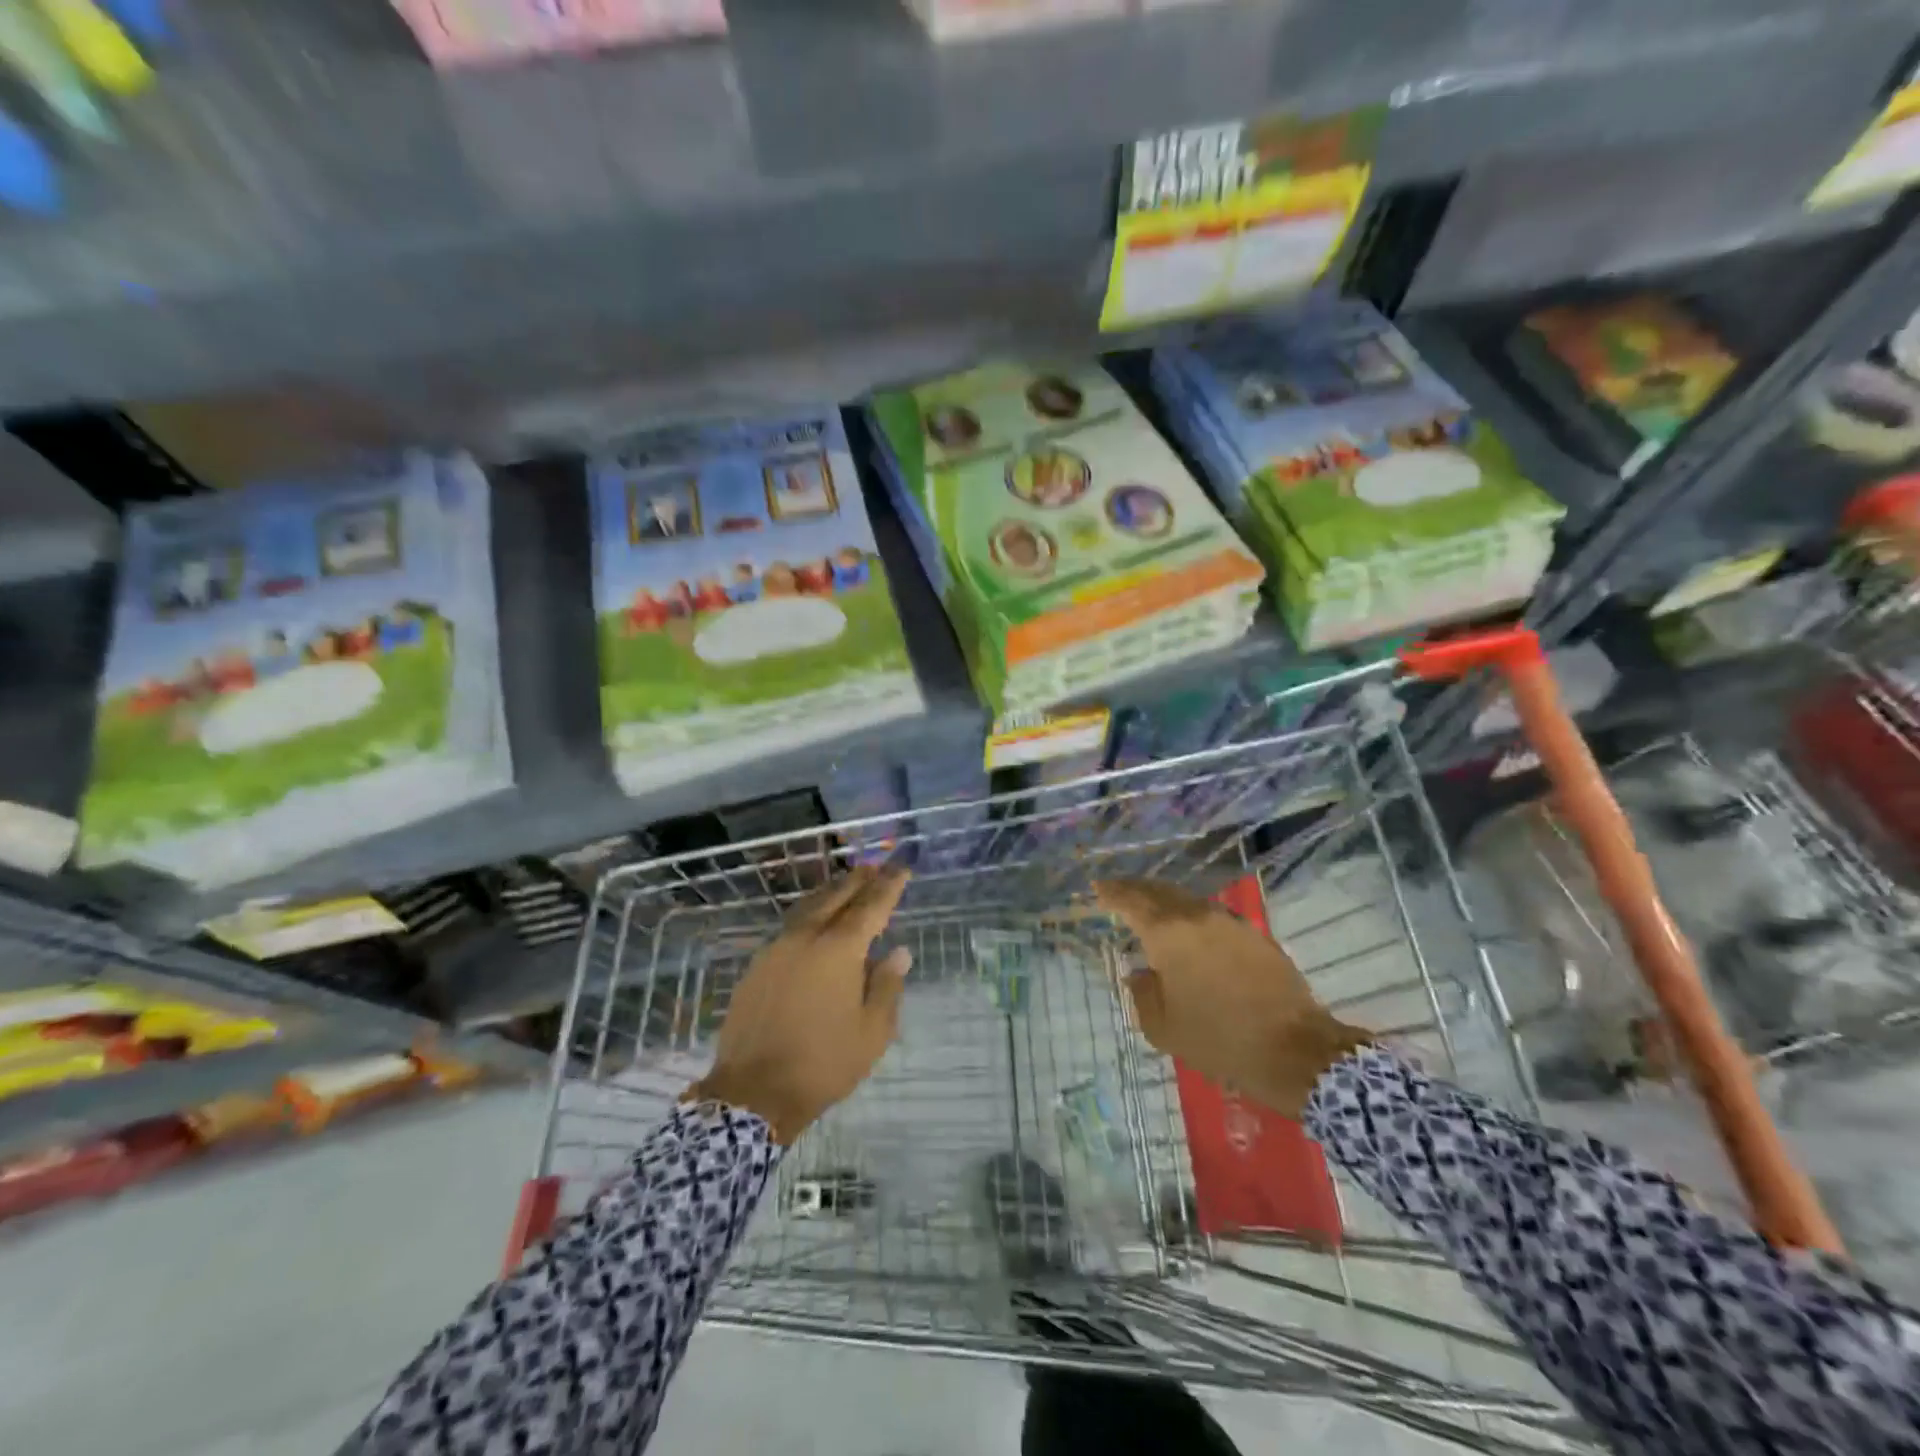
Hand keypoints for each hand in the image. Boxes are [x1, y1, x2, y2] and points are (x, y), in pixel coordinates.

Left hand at [688, 866, 911, 1143]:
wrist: (753, 1092)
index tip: (903, 868)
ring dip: (831, 892)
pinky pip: (790, 927)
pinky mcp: (757, 966)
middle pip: (836, 896)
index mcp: (839, 949)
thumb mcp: (872, 1031)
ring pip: (809, 907)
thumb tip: (897, 953)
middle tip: (877, 867)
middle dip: (859, 880)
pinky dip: (810, 915)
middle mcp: (806, 937)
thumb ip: (887, 986)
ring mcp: (776, 949)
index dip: (889, 885)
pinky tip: (814, 922)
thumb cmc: (823, 1063)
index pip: (871, 905)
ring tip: (847, 884)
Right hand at [1094, 878, 1369, 1118]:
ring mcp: (1231, 923)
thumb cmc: (1220, 1039)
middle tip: (1119, 892)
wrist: (1295, 1050)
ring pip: (1189, 901)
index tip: (1098, 888)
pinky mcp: (1255, 936)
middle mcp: (1198, 916)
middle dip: (1137, 890)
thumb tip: (1141, 974)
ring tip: (1152, 910)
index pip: (1132, 900)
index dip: (1112, 892)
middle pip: (1161, 892)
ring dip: (1166, 901)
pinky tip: (1190, 933)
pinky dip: (1192, 917)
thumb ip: (1143, 994)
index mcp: (1169, 933)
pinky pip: (1212, 916)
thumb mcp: (1164, 1028)